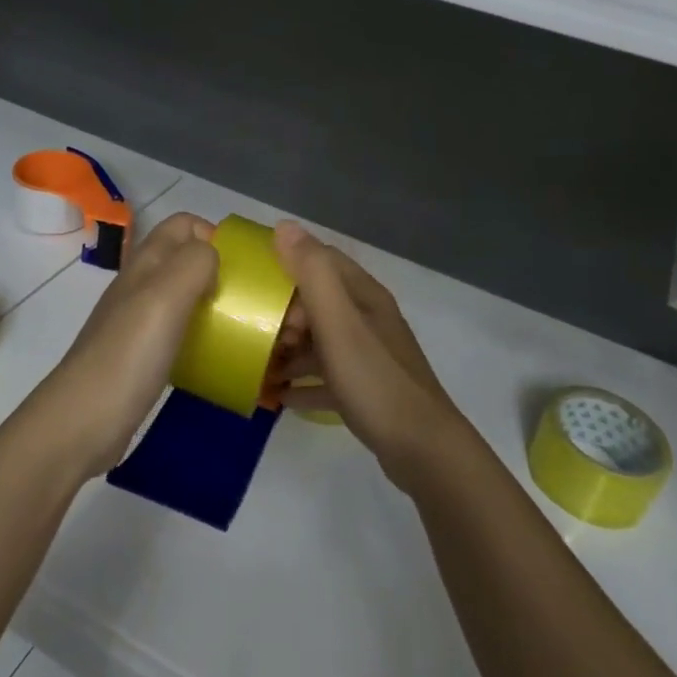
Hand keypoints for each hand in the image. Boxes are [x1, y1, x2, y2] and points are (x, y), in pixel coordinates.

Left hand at [34, 213, 219, 478]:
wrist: (81, 422)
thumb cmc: (128, 354)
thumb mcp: (165, 296)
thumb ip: (194, 263)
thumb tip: (213, 253)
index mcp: (146, 263)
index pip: (183, 224)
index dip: (214, 233)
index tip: (242, 267)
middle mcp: (140, 285)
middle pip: (184, 259)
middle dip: (219, 269)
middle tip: (248, 300)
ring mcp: (137, 322)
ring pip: (182, 295)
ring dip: (211, 302)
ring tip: (239, 326)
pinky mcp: (140, 356)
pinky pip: (177, 331)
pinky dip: (198, 334)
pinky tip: (213, 355)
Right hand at [269, 222, 469, 489]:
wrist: (422, 449)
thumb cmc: (375, 379)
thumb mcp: (339, 323)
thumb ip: (313, 274)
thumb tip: (285, 226)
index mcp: (363, 295)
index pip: (321, 261)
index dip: (287, 265)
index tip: (254, 282)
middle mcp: (367, 318)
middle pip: (318, 302)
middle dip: (283, 313)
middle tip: (256, 335)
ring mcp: (368, 355)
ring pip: (320, 341)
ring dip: (289, 350)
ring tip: (256, 366)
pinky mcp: (366, 389)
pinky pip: (326, 377)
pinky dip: (303, 382)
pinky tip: (279, 398)